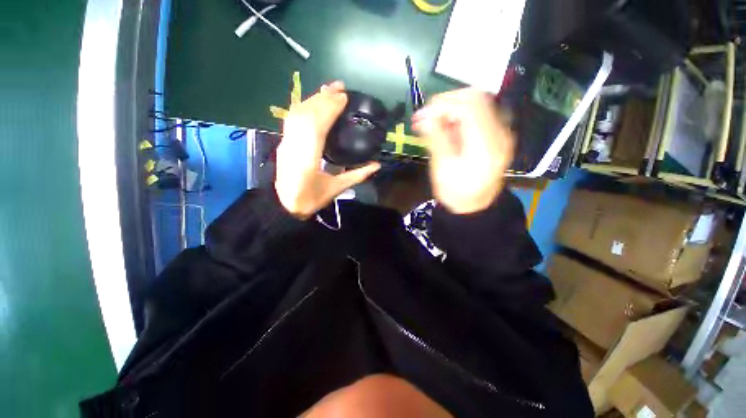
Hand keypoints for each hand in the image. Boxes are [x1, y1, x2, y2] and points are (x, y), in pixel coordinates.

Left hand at [275, 81, 380, 218]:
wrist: (284, 206)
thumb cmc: (310, 199)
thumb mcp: (336, 189)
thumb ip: (357, 175)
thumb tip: (377, 165)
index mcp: (307, 157)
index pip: (317, 125)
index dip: (330, 108)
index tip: (343, 97)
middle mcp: (294, 144)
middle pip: (306, 114)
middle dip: (323, 97)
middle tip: (340, 87)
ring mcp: (286, 142)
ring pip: (297, 113)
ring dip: (313, 99)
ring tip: (328, 90)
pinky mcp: (284, 142)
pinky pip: (292, 119)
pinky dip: (304, 107)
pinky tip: (313, 103)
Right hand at [412, 89, 514, 213]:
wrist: (475, 206)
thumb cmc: (456, 193)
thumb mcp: (442, 169)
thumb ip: (436, 140)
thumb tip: (423, 118)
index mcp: (486, 145)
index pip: (470, 106)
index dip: (444, 104)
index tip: (423, 114)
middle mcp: (500, 133)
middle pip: (477, 97)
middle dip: (448, 102)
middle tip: (428, 116)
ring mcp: (501, 132)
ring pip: (479, 102)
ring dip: (454, 106)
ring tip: (435, 120)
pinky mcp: (497, 134)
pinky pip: (480, 113)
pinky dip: (460, 114)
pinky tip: (447, 125)